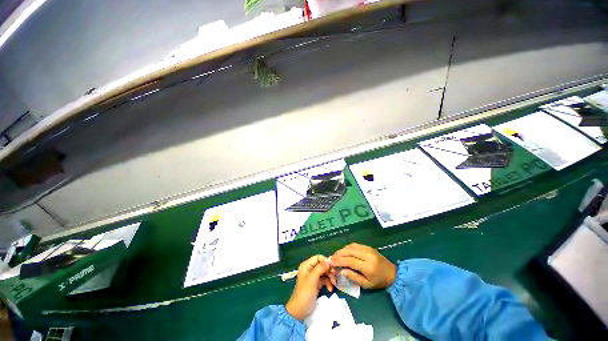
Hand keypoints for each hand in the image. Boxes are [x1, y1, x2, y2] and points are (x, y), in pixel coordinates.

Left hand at [286, 255, 335, 320]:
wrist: (300, 311)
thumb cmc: (305, 293)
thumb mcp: (312, 279)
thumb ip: (320, 268)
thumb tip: (329, 260)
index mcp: (306, 265)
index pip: (318, 258)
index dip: (325, 261)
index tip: (332, 267)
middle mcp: (310, 269)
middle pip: (322, 265)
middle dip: (329, 270)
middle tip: (335, 276)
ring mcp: (314, 277)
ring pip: (325, 272)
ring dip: (330, 277)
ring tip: (334, 284)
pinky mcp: (317, 284)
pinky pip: (325, 280)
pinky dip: (328, 283)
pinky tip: (330, 289)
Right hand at [330, 243, 395, 288]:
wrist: (393, 273)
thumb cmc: (379, 281)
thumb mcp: (366, 284)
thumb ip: (353, 277)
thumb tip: (341, 270)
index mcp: (368, 266)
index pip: (350, 260)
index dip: (339, 260)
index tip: (330, 261)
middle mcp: (367, 255)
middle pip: (349, 251)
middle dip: (338, 253)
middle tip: (331, 257)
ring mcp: (368, 249)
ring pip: (351, 246)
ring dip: (342, 249)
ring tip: (336, 255)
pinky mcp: (368, 246)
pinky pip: (355, 245)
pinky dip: (347, 247)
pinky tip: (343, 251)